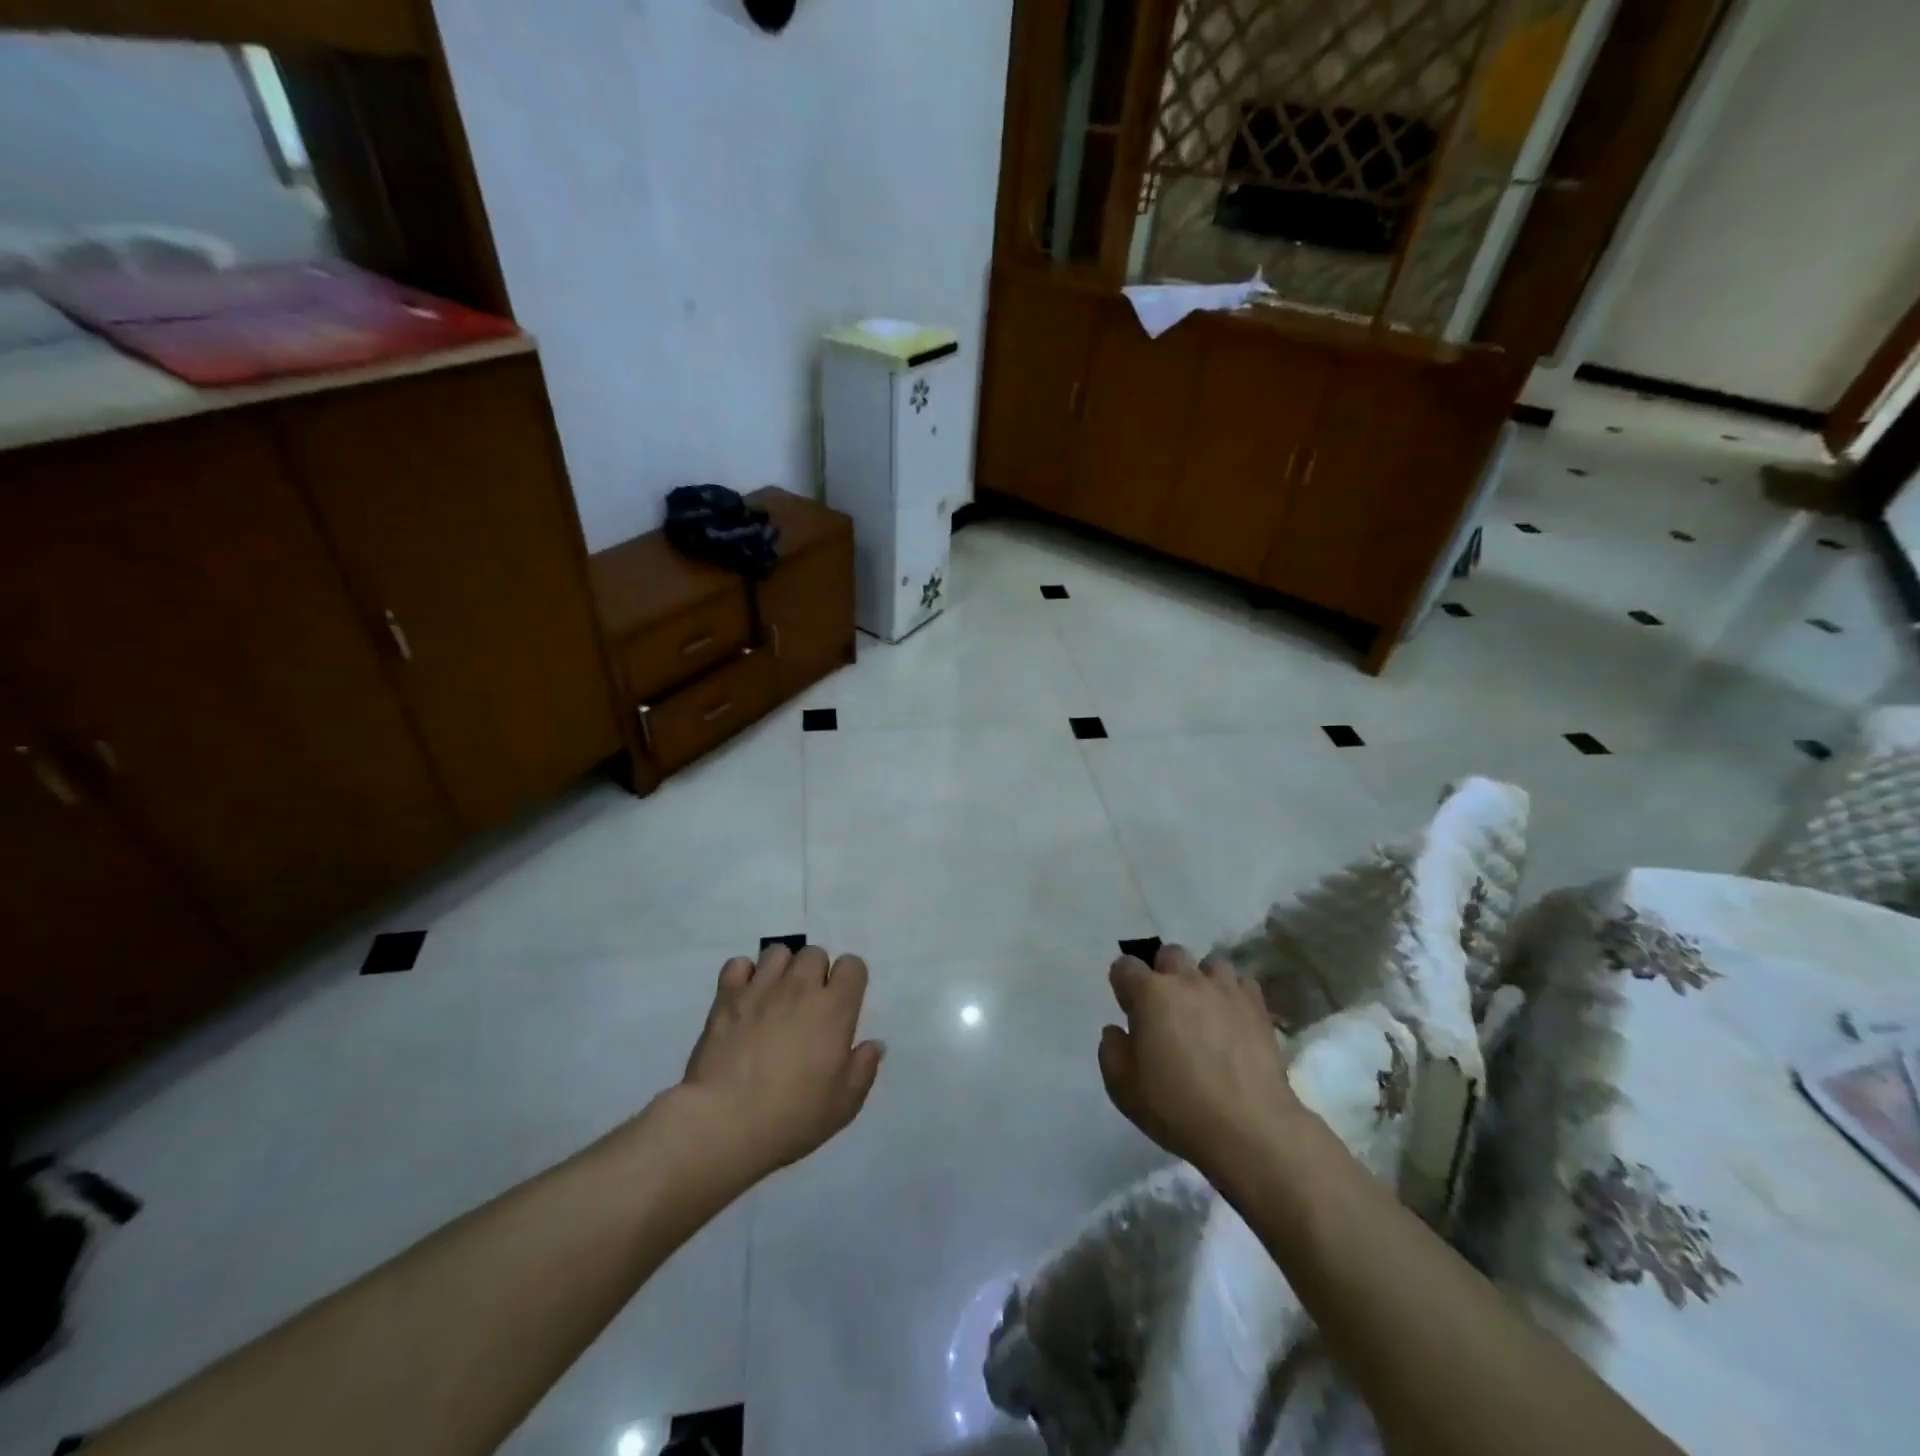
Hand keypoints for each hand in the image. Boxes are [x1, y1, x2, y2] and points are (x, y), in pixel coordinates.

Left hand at [679, 943, 883, 1178]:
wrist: (724, 1123)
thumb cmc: (792, 1116)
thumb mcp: (844, 1104)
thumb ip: (863, 1068)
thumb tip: (874, 1044)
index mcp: (834, 1008)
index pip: (852, 965)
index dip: (850, 980)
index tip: (843, 1004)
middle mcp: (800, 987)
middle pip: (814, 953)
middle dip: (816, 972)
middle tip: (809, 1005)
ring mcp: (760, 988)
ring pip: (778, 952)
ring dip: (782, 969)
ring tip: (776, 997)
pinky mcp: (726, 997)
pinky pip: (738, 964)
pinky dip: (743, 976)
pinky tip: (745, 998)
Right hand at [1098, 944, 1299, 1177]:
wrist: (1249, 1129)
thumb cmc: (1177, 1108)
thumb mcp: (1123, 1088)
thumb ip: (1112, 1052)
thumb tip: (1116, 1031)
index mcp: (1150, 994)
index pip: (1125, 966)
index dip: (1123, 985)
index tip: (1128, 1009)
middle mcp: (1186, 981)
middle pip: (1170, 954)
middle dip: (1163, 973)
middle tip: (1165, 1008)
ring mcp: (1225, 991)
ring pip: (1210, 964)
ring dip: (1202, 980)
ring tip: (1204, 1009)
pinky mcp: (1257, 1008)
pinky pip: (1243, 984)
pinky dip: (1234, 995)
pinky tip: (1233, 1019)